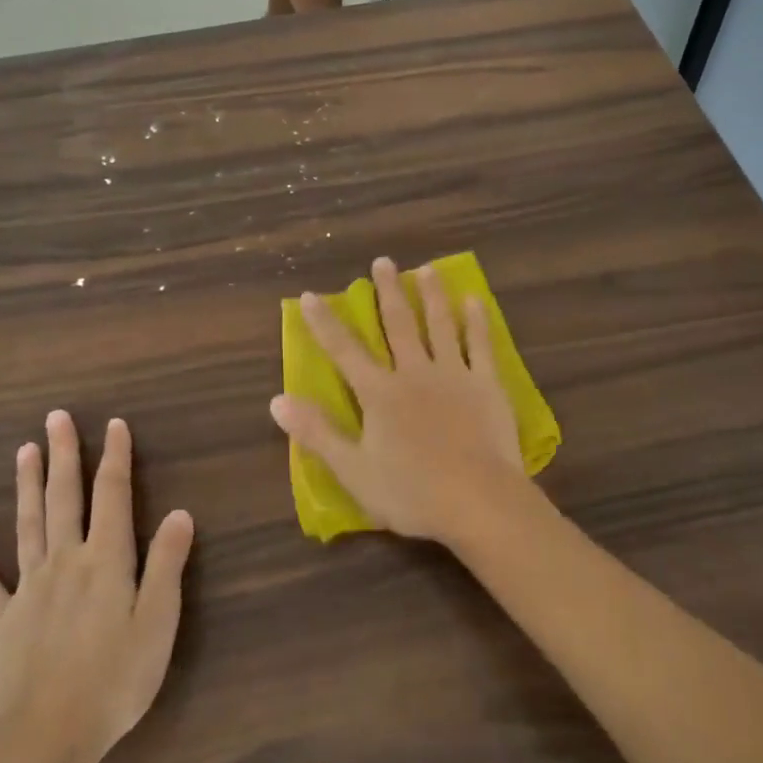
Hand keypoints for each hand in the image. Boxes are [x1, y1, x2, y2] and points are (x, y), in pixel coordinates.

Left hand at [0, 412, 194, 762]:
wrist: (47, 739)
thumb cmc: (116, 679)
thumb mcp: (159, 622)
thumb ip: (168, 564)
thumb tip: (180, 512)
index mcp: (106, 560)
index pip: (113, 496)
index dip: (116, 458)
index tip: (114, 424)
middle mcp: (65, 561)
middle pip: (64, 498)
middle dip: (64, 456)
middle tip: (56, 418)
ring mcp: (29, 590)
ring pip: (28, 526)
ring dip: (27, 486)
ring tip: (24, 451)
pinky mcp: (3, 622)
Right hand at [270, 256, 535, 548]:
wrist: (477, 501)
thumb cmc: (411, 492)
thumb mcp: (352, 470)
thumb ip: (316, 433)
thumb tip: (277, 400)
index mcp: (379, 393)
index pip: (344, 351)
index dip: (325, 323)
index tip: (312, 295)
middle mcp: (414, 373)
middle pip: (398, 325)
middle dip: (387, 292)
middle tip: (383, 261)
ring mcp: (453, 375)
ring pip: (439, 325)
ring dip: (431, 295)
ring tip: (427, 269)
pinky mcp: (486, 385)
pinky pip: (480, 345)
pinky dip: (477, 321)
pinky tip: (474, 300)